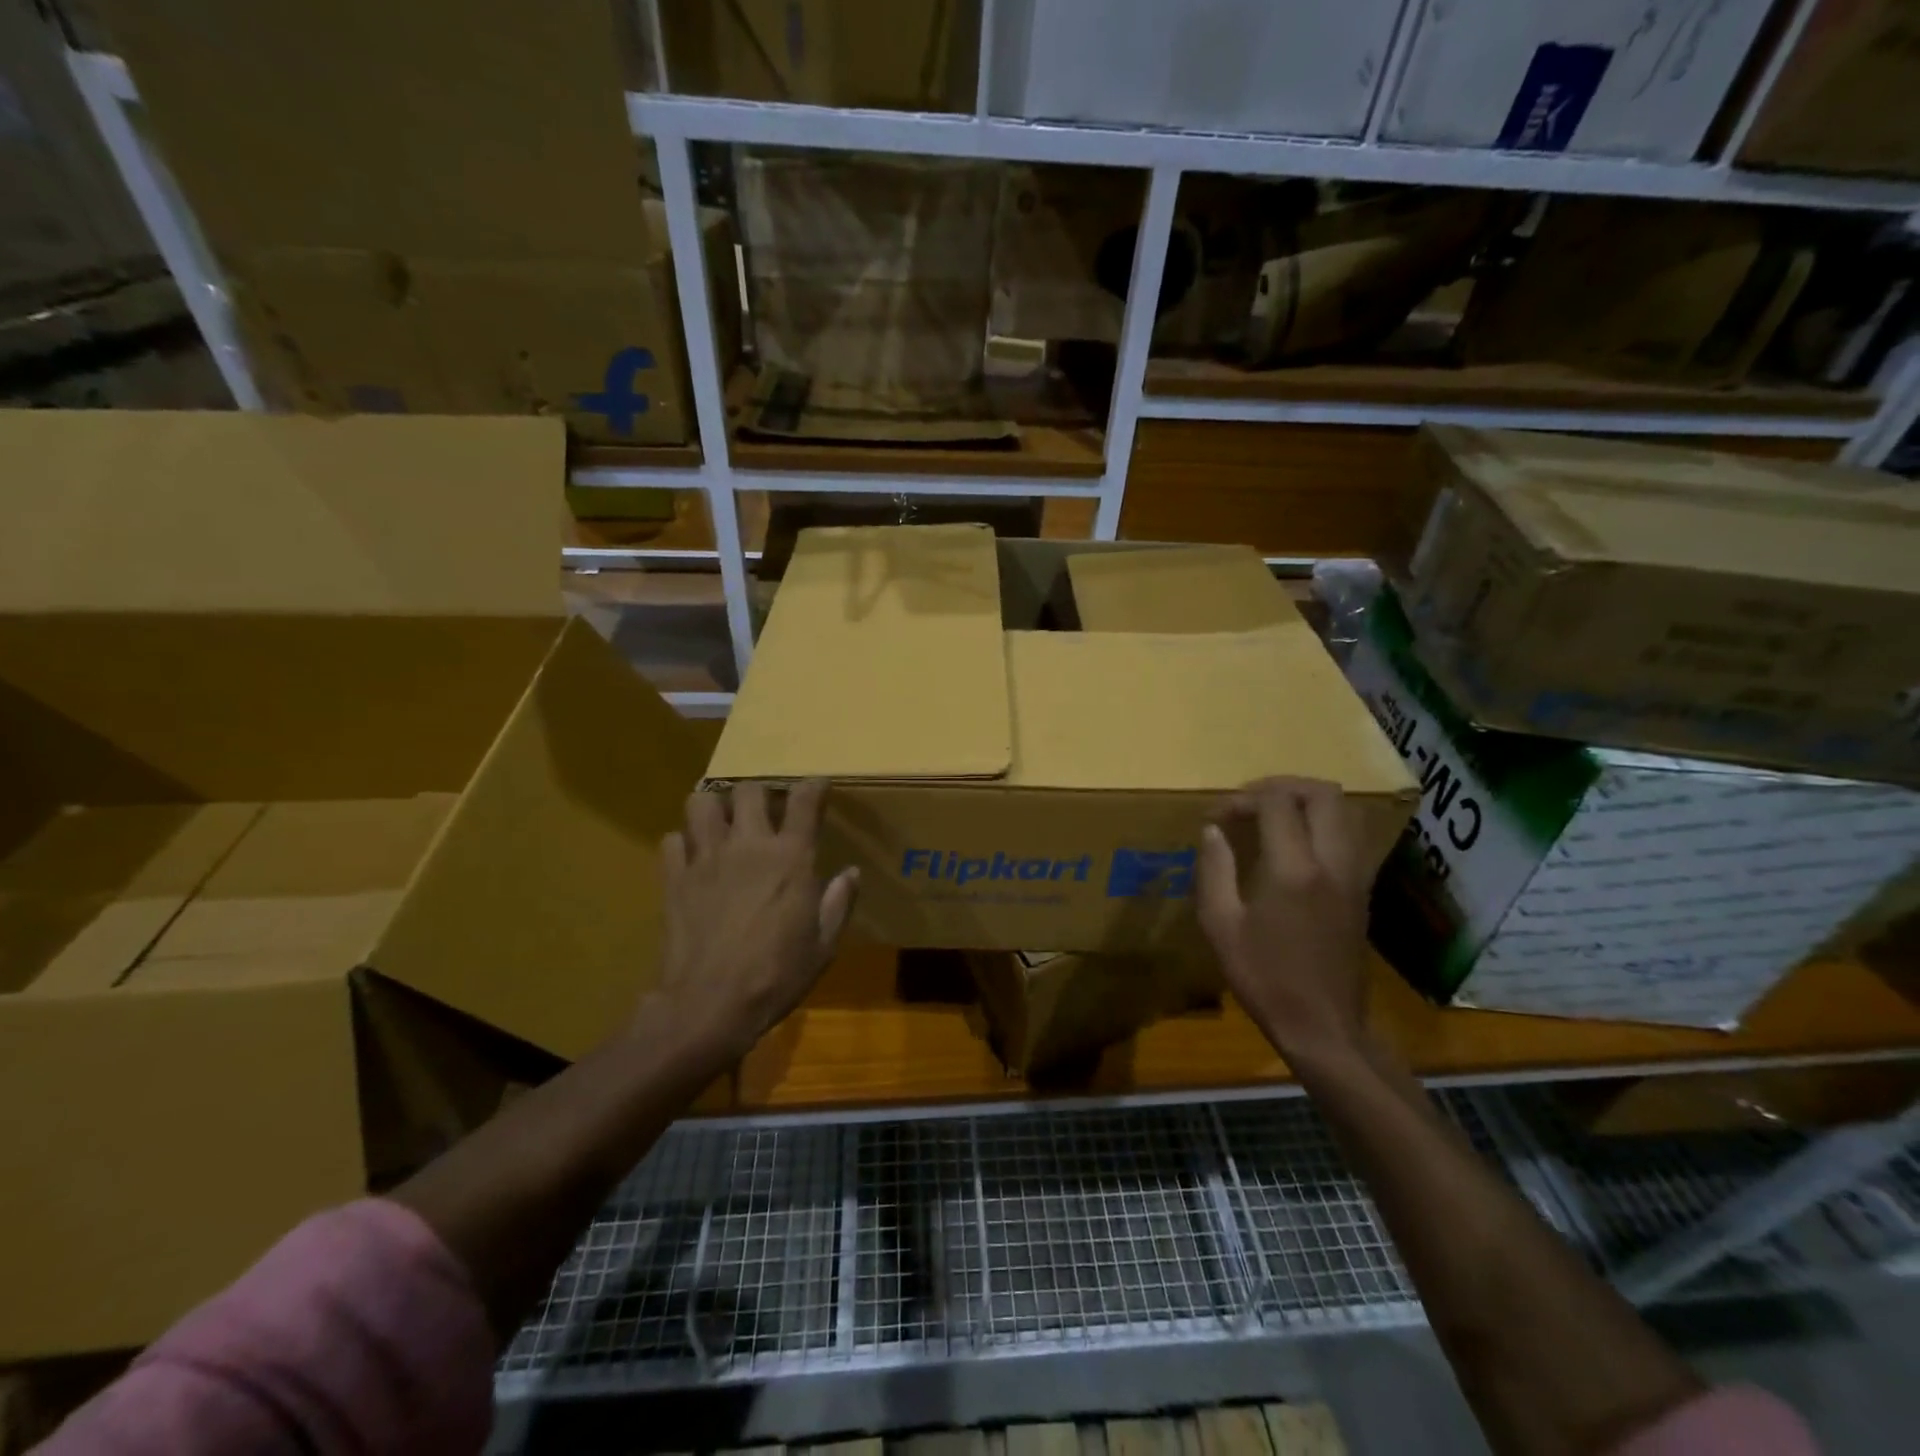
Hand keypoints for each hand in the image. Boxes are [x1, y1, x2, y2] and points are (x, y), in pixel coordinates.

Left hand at [649, 780, 858, 1066]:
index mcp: (790, 858)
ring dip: (714, 808)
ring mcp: (706, 858)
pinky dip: (683, 844)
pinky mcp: (674, 878)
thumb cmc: (776, 976)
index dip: (813, 786)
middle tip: (765, 810)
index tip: (817, 786)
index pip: (805, 800)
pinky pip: (672, 841)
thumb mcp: (823, 945)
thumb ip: (839, 903)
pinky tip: (693, 860)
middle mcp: (748, 845)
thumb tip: (851, 872)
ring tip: (722, 824)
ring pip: (701, 803)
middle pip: (748, 790)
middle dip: (759, 793)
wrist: (709, 1005)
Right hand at [1196, 776, 1372, 1067]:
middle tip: (1250, 802)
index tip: (1218, 817)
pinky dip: (1324, 823)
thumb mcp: (1221, 926)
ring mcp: (1355, 876)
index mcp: (1294, 870)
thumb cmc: (1264, 978)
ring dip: (1308, 801)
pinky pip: (1352, 835)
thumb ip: (1214, 870)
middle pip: (1323, 794)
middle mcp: (1333, 863)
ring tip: (1273, 815)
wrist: (1323, 1026)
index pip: (1277, 803)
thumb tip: (1213, 831)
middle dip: (1283, 786)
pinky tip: (1296, 844)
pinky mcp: (1362, 891)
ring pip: (1346, 811)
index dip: (1243, 798)